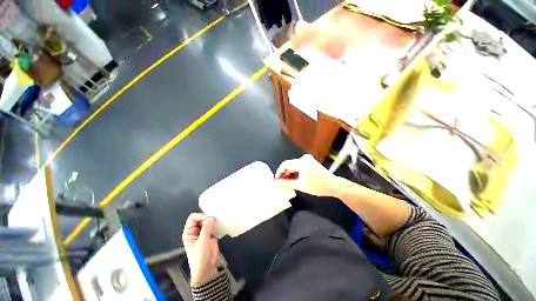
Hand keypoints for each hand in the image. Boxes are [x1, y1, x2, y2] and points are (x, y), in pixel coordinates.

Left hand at [182, 213, 218, 284]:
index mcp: (189, 232)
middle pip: (200, 218)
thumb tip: (211, 218)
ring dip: (212, 220)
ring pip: (207, 221)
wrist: (206, 268)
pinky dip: (216, 224)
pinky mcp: (210, 234)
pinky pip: (212, 225)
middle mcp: (195, 230)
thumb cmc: (200, 256)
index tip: (208, 219)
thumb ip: (206, 228)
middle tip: (214, 219)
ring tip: (218, 220)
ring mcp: (203, 232)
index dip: (200, 217)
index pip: (193, 218)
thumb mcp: (202, 241)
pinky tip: (220, 224)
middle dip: (207, 217)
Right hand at [275, 154, 339, 196]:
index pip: (285, 164)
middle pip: (289, 164)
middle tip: (282, 182)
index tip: (277, 180)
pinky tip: (295, 178)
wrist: (334, 185)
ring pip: (294, 165)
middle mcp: (304, 158)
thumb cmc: (317, 186)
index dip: (279, 172)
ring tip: (288, 182)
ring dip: (290, 173)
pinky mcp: (310, 162)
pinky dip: (296, 171)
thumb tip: (277, 182)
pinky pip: (299, 165)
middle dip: (284, 173)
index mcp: (301, 162)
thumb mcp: (301, 186)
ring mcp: (308, 159)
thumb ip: (287, 183)